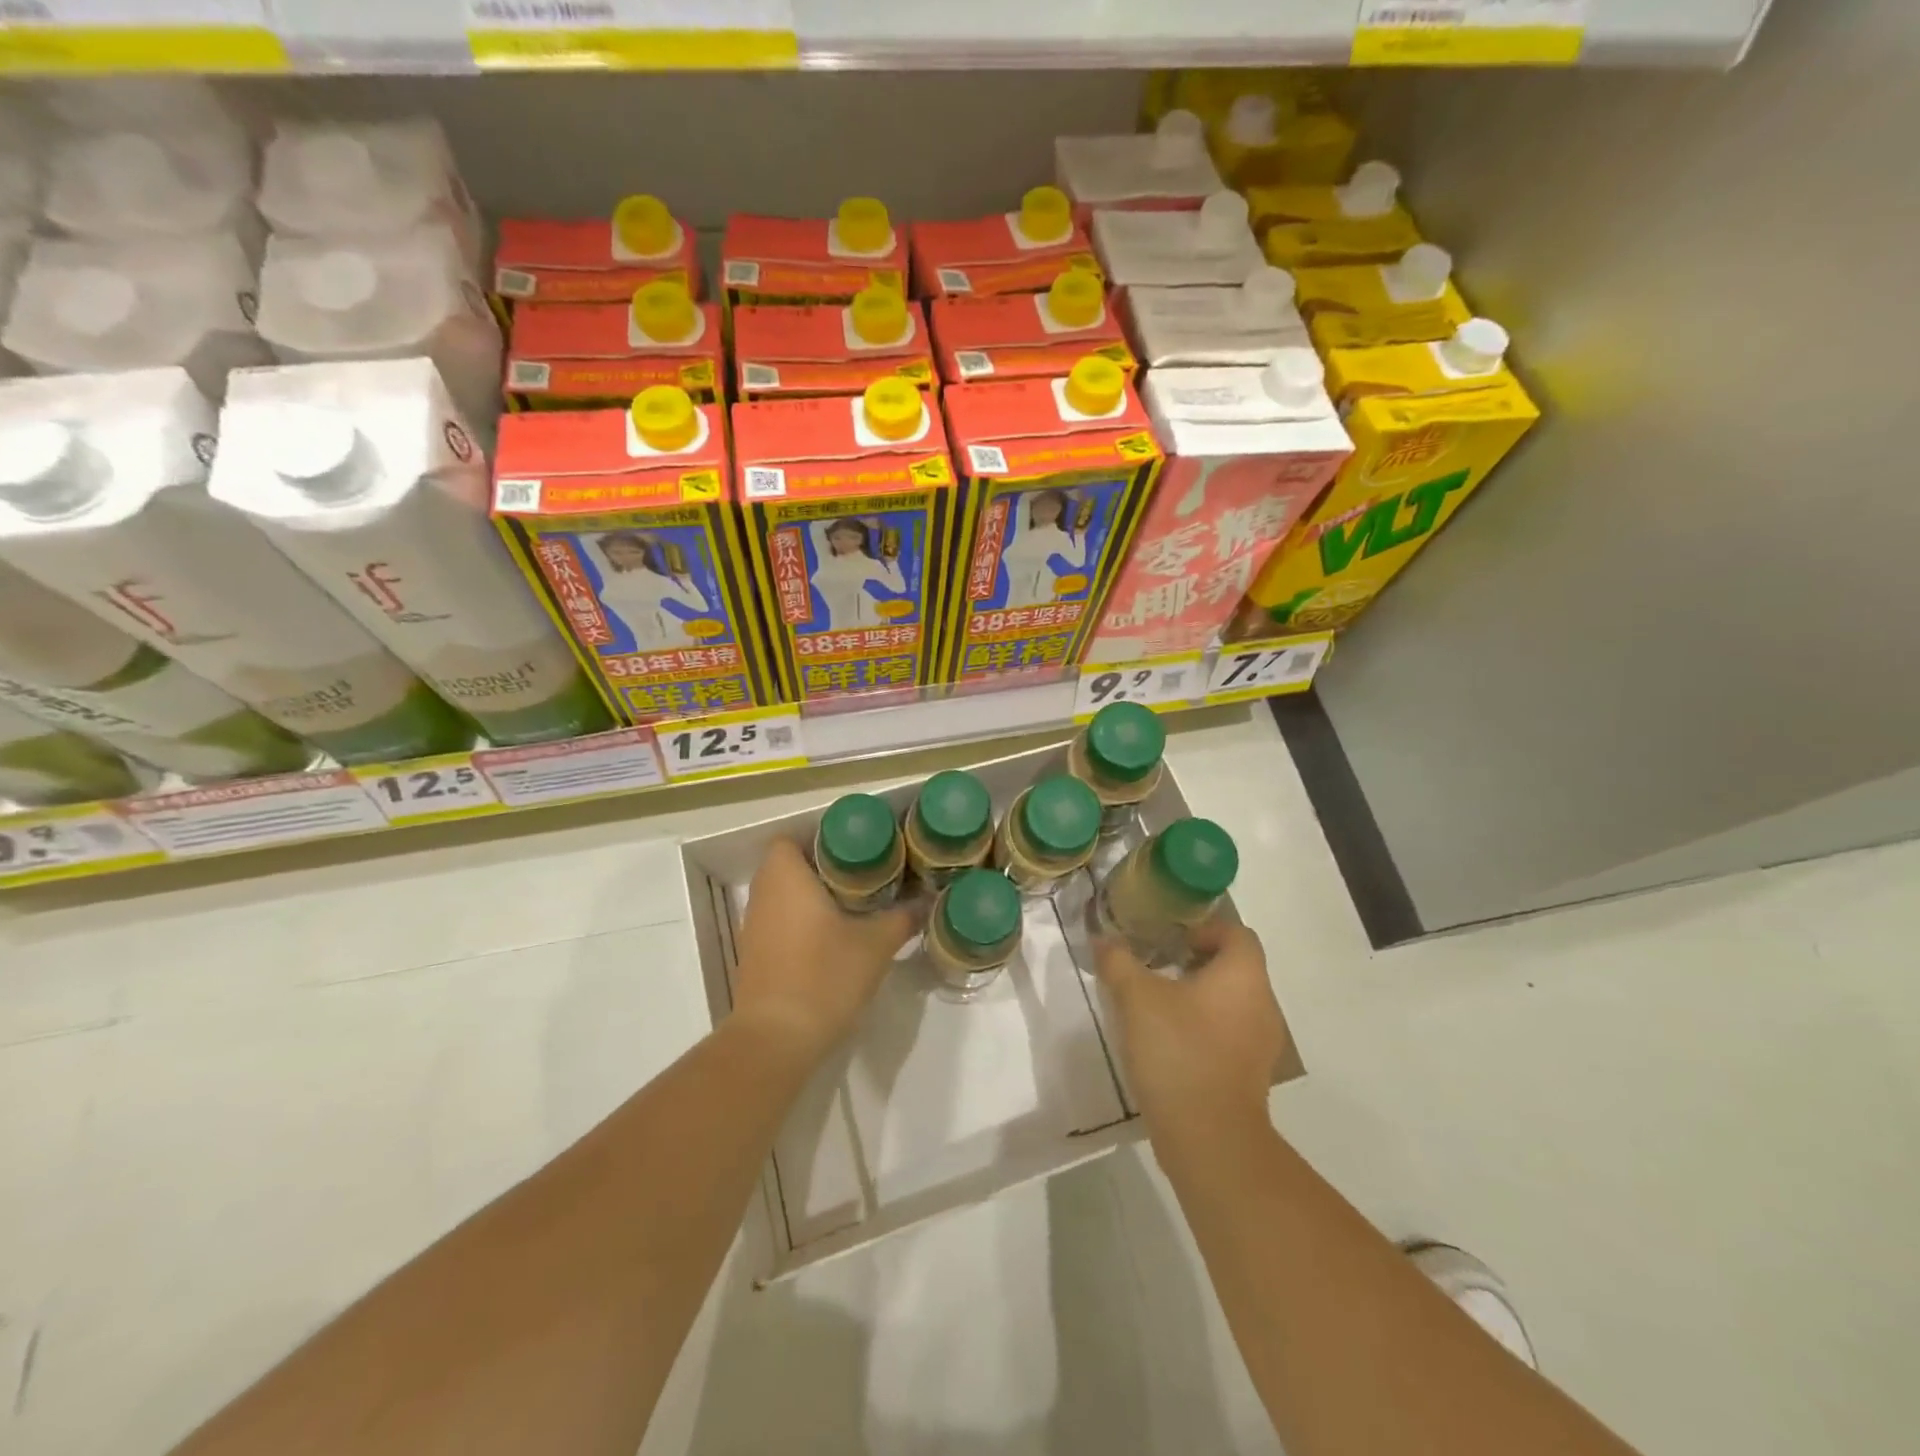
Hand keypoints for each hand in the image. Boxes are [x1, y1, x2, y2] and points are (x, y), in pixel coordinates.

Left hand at [732, 837, 914, 1062]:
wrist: (777, 1039)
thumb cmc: (824, 976)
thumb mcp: (876, 944)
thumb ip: (903, 917)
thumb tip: (926, 901)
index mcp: (785, 877)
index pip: (792, 838)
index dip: (822, 839)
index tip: (856, 851)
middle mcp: (763, 894)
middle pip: (789, 865)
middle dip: (824, 867)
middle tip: (864, 875)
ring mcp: (754, 927)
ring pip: (783, 895)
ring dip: (812, 896)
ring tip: (854, 904)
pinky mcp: (755, 955)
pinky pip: (779, 921)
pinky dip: (801, 921)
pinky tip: (833, 939)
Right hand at [1093, 921, 1291, 1135]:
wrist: (1209, 1138)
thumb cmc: (1178, 1051)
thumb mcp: (1135, 998)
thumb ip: (1118, 961)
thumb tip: (1103, 939)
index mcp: (1243, 975)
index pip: (1235, 932)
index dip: (1203, 929)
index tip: (1169, 940)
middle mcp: (1261, 1003)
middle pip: (1233, 967)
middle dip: (1194, 962)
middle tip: (1154, 967)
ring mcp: (1260, 1043)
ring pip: (1230, 1002)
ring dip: (1197, 997)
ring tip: (1155, 1005)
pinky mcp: (1250, 1075)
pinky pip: (1228, 1035)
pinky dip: (1202, 1028)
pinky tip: (1167, 1042)